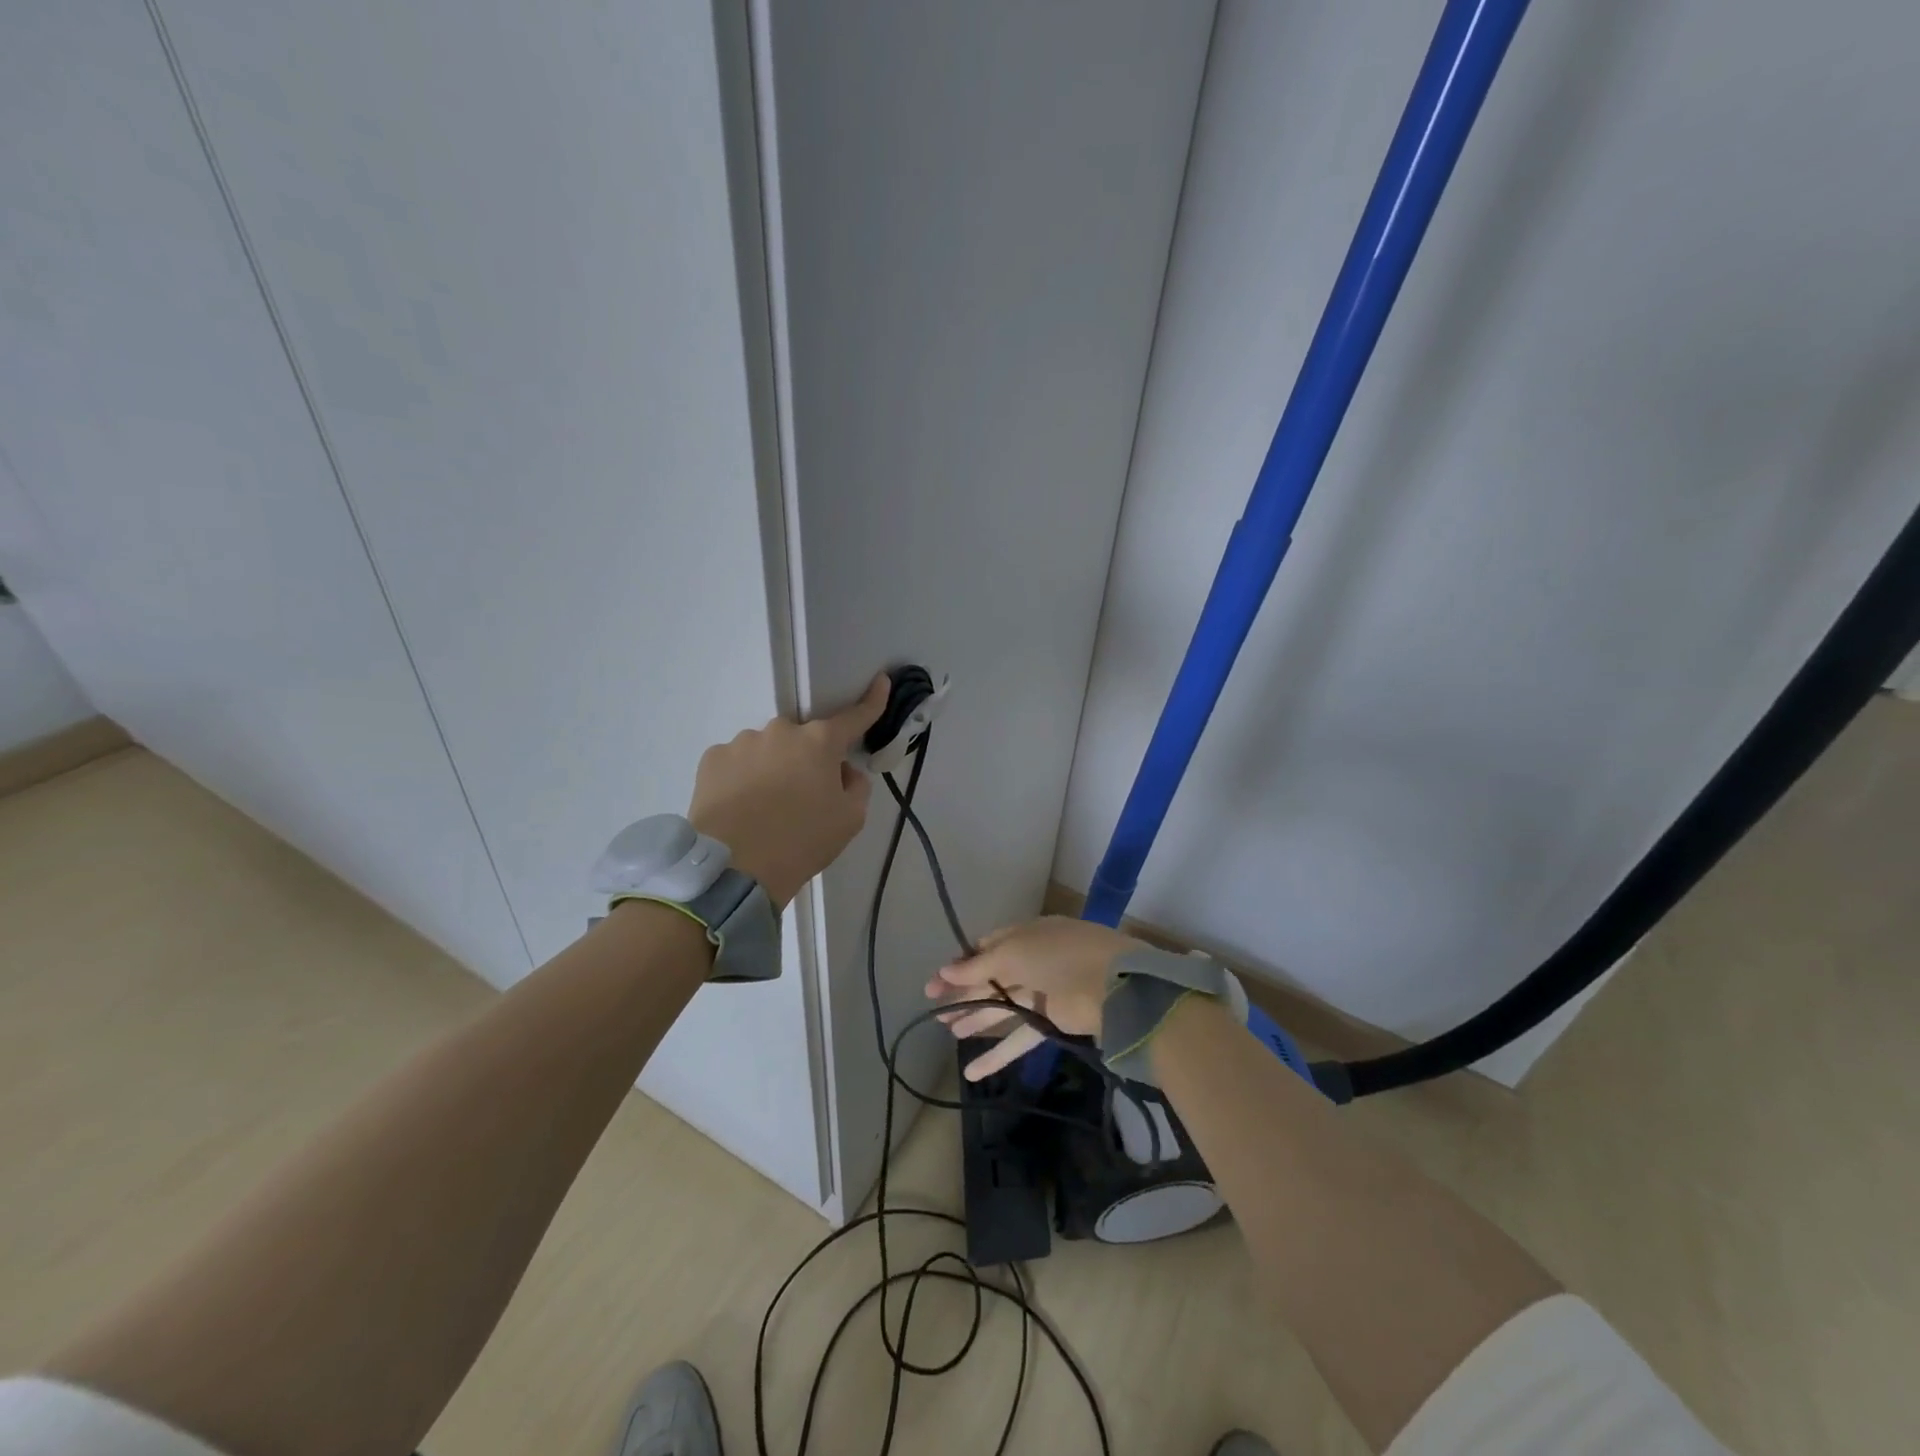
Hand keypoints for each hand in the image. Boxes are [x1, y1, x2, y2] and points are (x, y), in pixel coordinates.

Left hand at [688, 674, 890, 907]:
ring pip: (768, 750)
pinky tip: (740, 807)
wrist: (735, 868)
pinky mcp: (712, 759)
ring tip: (764, 809)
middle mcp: (781, 731)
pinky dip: (743, 778)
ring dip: (773, 769)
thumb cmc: (802, 841)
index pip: (853, 717)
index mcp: (820, 742)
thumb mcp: (850, 820)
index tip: (880, 681)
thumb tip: (842, 771)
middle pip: (803, 740)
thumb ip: (856, 786)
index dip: (871, 701)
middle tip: (804, 798)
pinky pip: (737, 762)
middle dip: (808, 760)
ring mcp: (742, 742)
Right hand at [925, 916, 1142, 1080]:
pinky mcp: (1050, 1023)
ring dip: (975, 1019)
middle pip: (990, 979)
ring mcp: (1041, 993)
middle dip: (962, 993)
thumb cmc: (1057, 956)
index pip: (986, 948)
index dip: (961, 965)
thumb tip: (944, 972)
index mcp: (1023, 936)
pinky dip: (997, 1054)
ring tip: (947, 1032)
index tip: (936, 983)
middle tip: (935, 1011)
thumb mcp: (1011, 952)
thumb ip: (976, 966)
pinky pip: (1018, 1037)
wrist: (1110, 984)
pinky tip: (971, 1070)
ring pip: (1001, 1007)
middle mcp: (1031, 961)